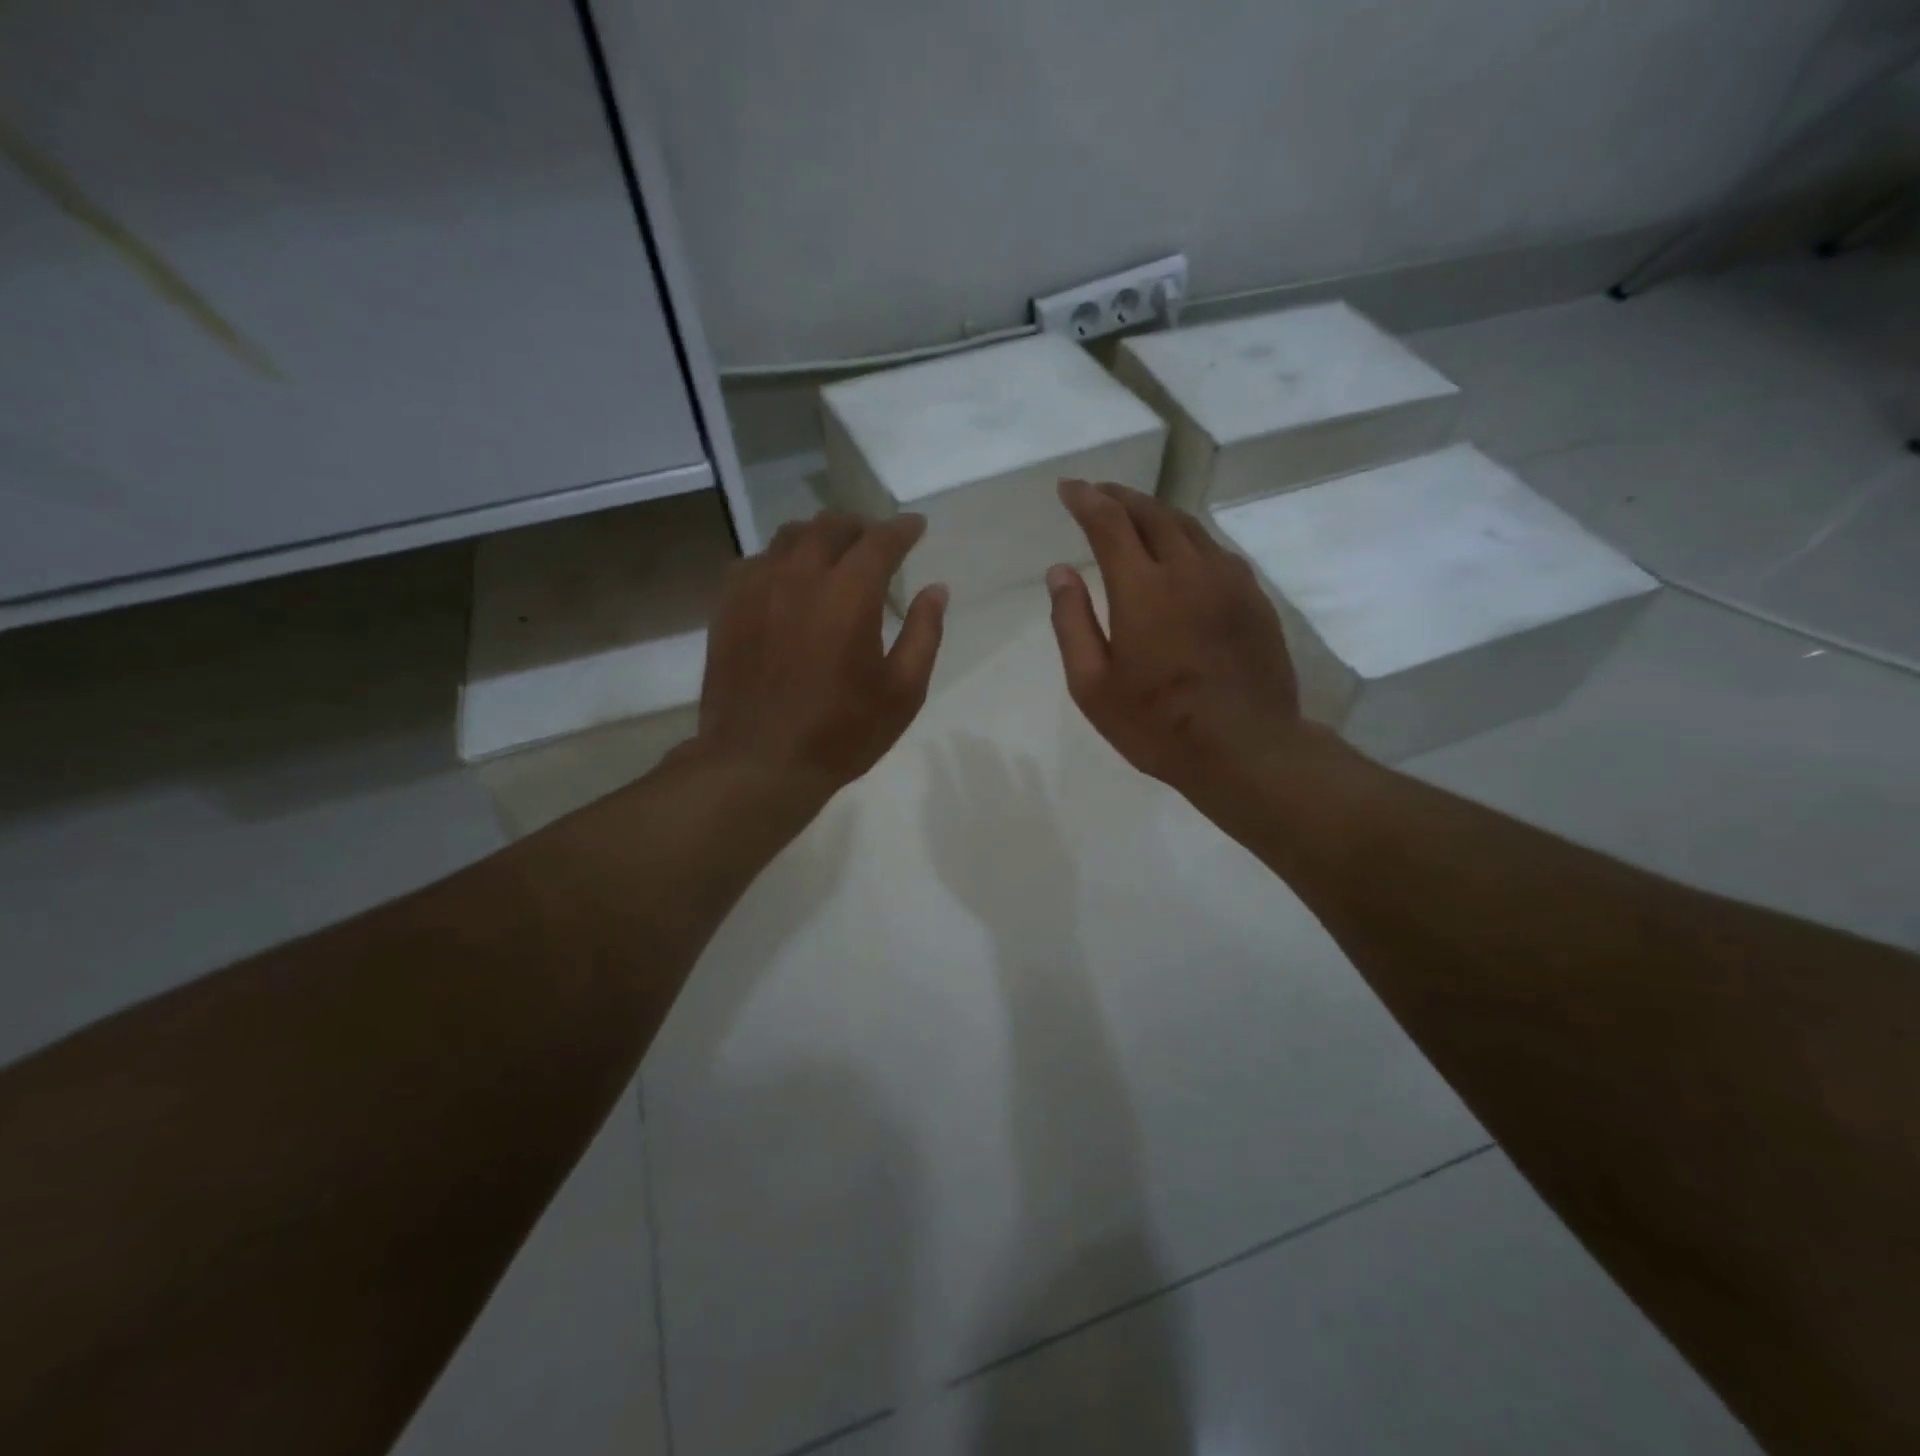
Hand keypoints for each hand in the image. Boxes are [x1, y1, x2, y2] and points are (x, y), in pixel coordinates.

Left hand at [694, 511, 946, 797]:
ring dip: (818, 538)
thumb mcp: (903, 692)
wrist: (759, 763)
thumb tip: (936, 590)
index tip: (916, 527)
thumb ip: (924, 634)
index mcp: (849, 594)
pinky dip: (779, 561)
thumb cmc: (841, 733)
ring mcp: (757, 588)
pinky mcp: (727, 607)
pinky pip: (754, 562)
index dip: (903, 529)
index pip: (881, 541)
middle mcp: (800, 576)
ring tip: (832, 557)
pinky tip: (786, 583)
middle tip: (876, 543)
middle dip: (861, 527)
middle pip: (831, 526)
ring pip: (789, 537)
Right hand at [1047, 479, 1306, 808]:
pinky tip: (1183, 554)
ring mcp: (1229, 581)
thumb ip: (1072, 623)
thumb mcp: (1093, 686)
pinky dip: (1190, 539)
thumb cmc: (1157, 724)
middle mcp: (1189, 570)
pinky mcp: (1255, 599)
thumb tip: (1060, 572)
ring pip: (1190, 527)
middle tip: (1099, 494)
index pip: (1110, 524)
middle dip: (1121, 497)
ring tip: (1136, 516)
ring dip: (1157, 514)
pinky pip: (1217, 552)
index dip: (1087, 500)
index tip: (1069, 488)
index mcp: (1143, 589)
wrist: (1246, 749)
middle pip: (1153, 514)